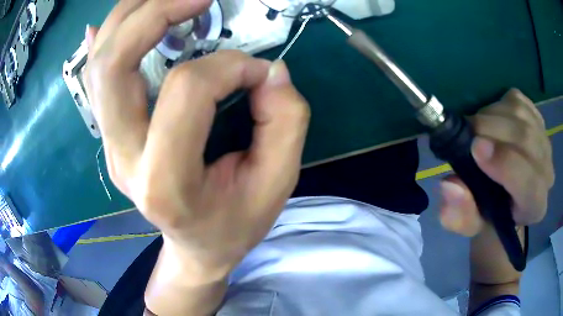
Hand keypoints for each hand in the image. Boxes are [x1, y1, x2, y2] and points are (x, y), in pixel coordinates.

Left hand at [84, 0, 308, 274]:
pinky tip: (112, 22)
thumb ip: (285, 124)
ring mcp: (110, 144)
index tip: (257, 73)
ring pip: (99, 65)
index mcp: (165, 182)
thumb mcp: (275, 184)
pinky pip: (94, 79)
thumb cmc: (233, 223)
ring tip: (166, 0)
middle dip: (154, 14)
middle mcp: (124, 158)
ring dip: (129, 17)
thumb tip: (270, 70)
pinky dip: (103, 40)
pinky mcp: (109, 134)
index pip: (186, 91)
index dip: (230, 67)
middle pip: (115, 66)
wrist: (195, 246)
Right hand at [439, 89, 553, 235]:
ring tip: (477, 129)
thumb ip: (459, 215)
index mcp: (534, 206)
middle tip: (466, 133)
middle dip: (491, 130)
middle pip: (526, 139)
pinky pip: (517, 100)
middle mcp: (547, 173)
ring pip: (520, 114)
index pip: (529, 184)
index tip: (476, 148)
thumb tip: (450, 185)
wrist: (506, 196)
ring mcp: (544, 141)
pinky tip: (492, 120)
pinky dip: (498, 104)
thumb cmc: (488, 213)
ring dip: (491, 115)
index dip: (505, 164)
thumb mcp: (469, 223)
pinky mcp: (537, 117)